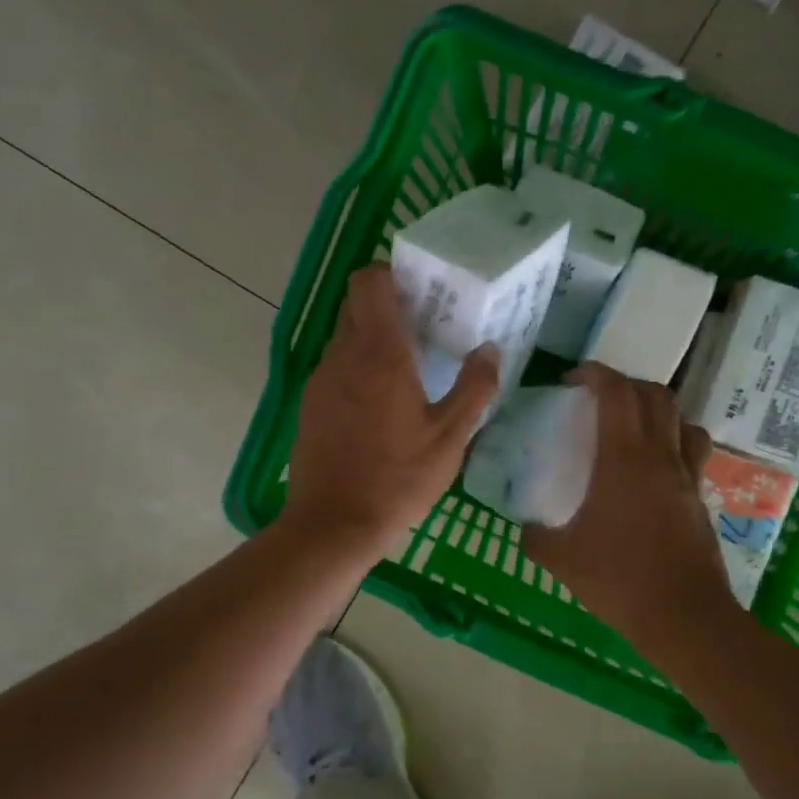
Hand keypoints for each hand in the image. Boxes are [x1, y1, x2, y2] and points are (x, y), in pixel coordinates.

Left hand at [282, 263, 498, 554]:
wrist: (333, 524)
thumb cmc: (398, 480)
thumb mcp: (450, 438)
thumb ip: (474, 389)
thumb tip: (489, 350)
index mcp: (380, 354)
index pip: (368, 282)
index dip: (391, 273)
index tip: (420, 290)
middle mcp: (343, 356)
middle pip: (356, 305)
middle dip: (387, 306)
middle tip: (423, 327)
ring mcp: (320, 380)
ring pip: (345, 338)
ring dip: (373, 341)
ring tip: (408, 369)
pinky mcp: (309, 405)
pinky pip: (335, 369)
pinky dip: (357, 370)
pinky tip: (380, 405)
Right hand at [522, 364, 736, 650]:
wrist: (683, 616)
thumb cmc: (618, 579)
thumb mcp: (561, 558)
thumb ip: (535, 536)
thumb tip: (525, 525)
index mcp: (624, 459)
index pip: (617, 393)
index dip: (596, 374)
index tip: (573, 379)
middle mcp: (660, 456)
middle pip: (655, 396)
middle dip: (626, 385)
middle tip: (599, 399)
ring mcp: (686, 476)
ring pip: (682, 420)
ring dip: (657, 410)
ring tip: (633, 426)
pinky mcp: (699, 498)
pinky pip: (691, 452)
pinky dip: (673, 442)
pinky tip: (654, 469)